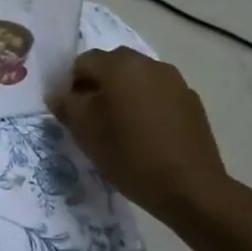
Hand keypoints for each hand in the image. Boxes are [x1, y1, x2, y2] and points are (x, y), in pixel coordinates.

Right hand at [49, 47, 251, 232]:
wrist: (190, 189)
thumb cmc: (129, 155)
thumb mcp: (85, 132)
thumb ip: (66, 105)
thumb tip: (60, 94)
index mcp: (119, 65)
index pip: (83, 62)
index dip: (70, 84)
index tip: (70, 110)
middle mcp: (149, 63)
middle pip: (113, 65)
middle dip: (98, 85)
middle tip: (92, 117)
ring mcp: (175, 81)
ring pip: (138, 79)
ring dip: (125, 94)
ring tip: (121, 126)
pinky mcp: (192, 102)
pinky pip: (159, 94)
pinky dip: (148, 105)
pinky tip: (147, 134)